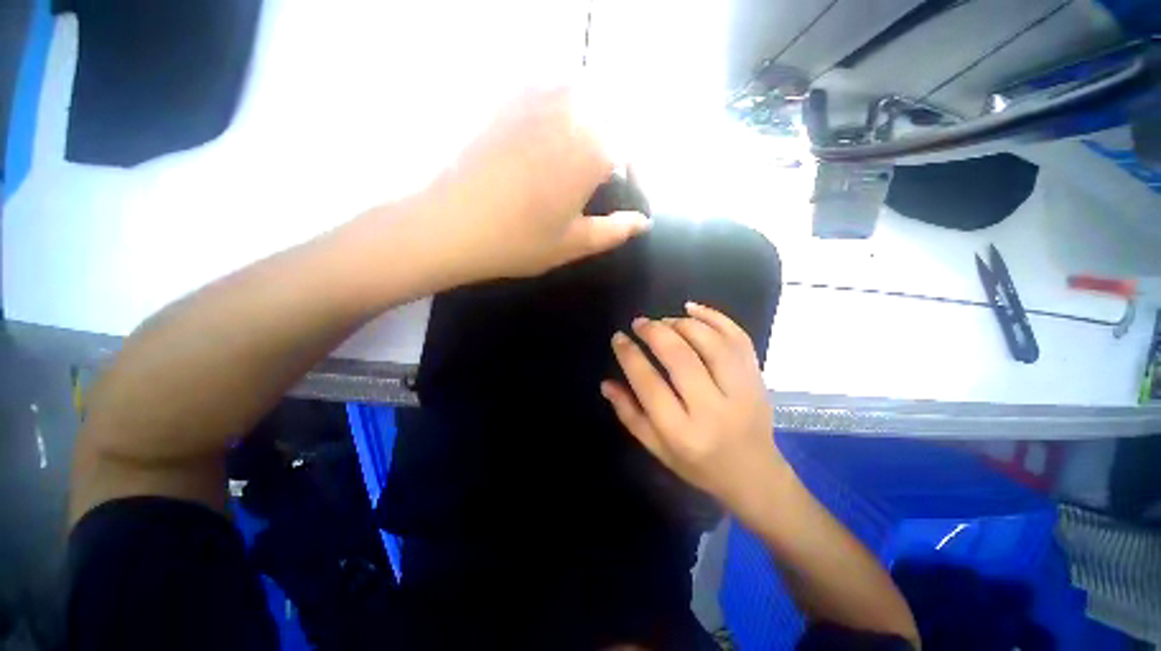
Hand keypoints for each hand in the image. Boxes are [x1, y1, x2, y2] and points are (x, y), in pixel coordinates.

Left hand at [427, 87, 649, 281]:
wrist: (449, 225)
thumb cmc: (518, 241)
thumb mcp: (573, 244)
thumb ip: (614, 231)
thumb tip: (642, 223)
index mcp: (592, 149)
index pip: (631, 151)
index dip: (636, 176)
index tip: (630, 199)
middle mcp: (569, 112)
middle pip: (610, 116)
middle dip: (617, 147)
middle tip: (607, 179)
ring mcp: (534, 100)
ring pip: (581, 98)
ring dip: (590, 123)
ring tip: (582, 159)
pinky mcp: (505, 101)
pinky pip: (547, 93)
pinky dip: (560, 111)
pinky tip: (549, 140)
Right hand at [601, 303, 790, 512]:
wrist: (754, 475)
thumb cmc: (699, 464)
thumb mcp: (657, 448)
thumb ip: (630, 414)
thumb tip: (606, 383)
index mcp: (683, 433)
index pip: (649, 384)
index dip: (630, 356)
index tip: (619, 338)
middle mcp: (713, 409)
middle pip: (681, 358)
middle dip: (655, 332)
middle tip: (640, 322)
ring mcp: (742, 391)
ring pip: (711, 343)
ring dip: (682, 324)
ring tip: (664, 320)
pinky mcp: (757, 378)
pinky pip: (738, 338)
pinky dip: (715, 317)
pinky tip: (692, 308)